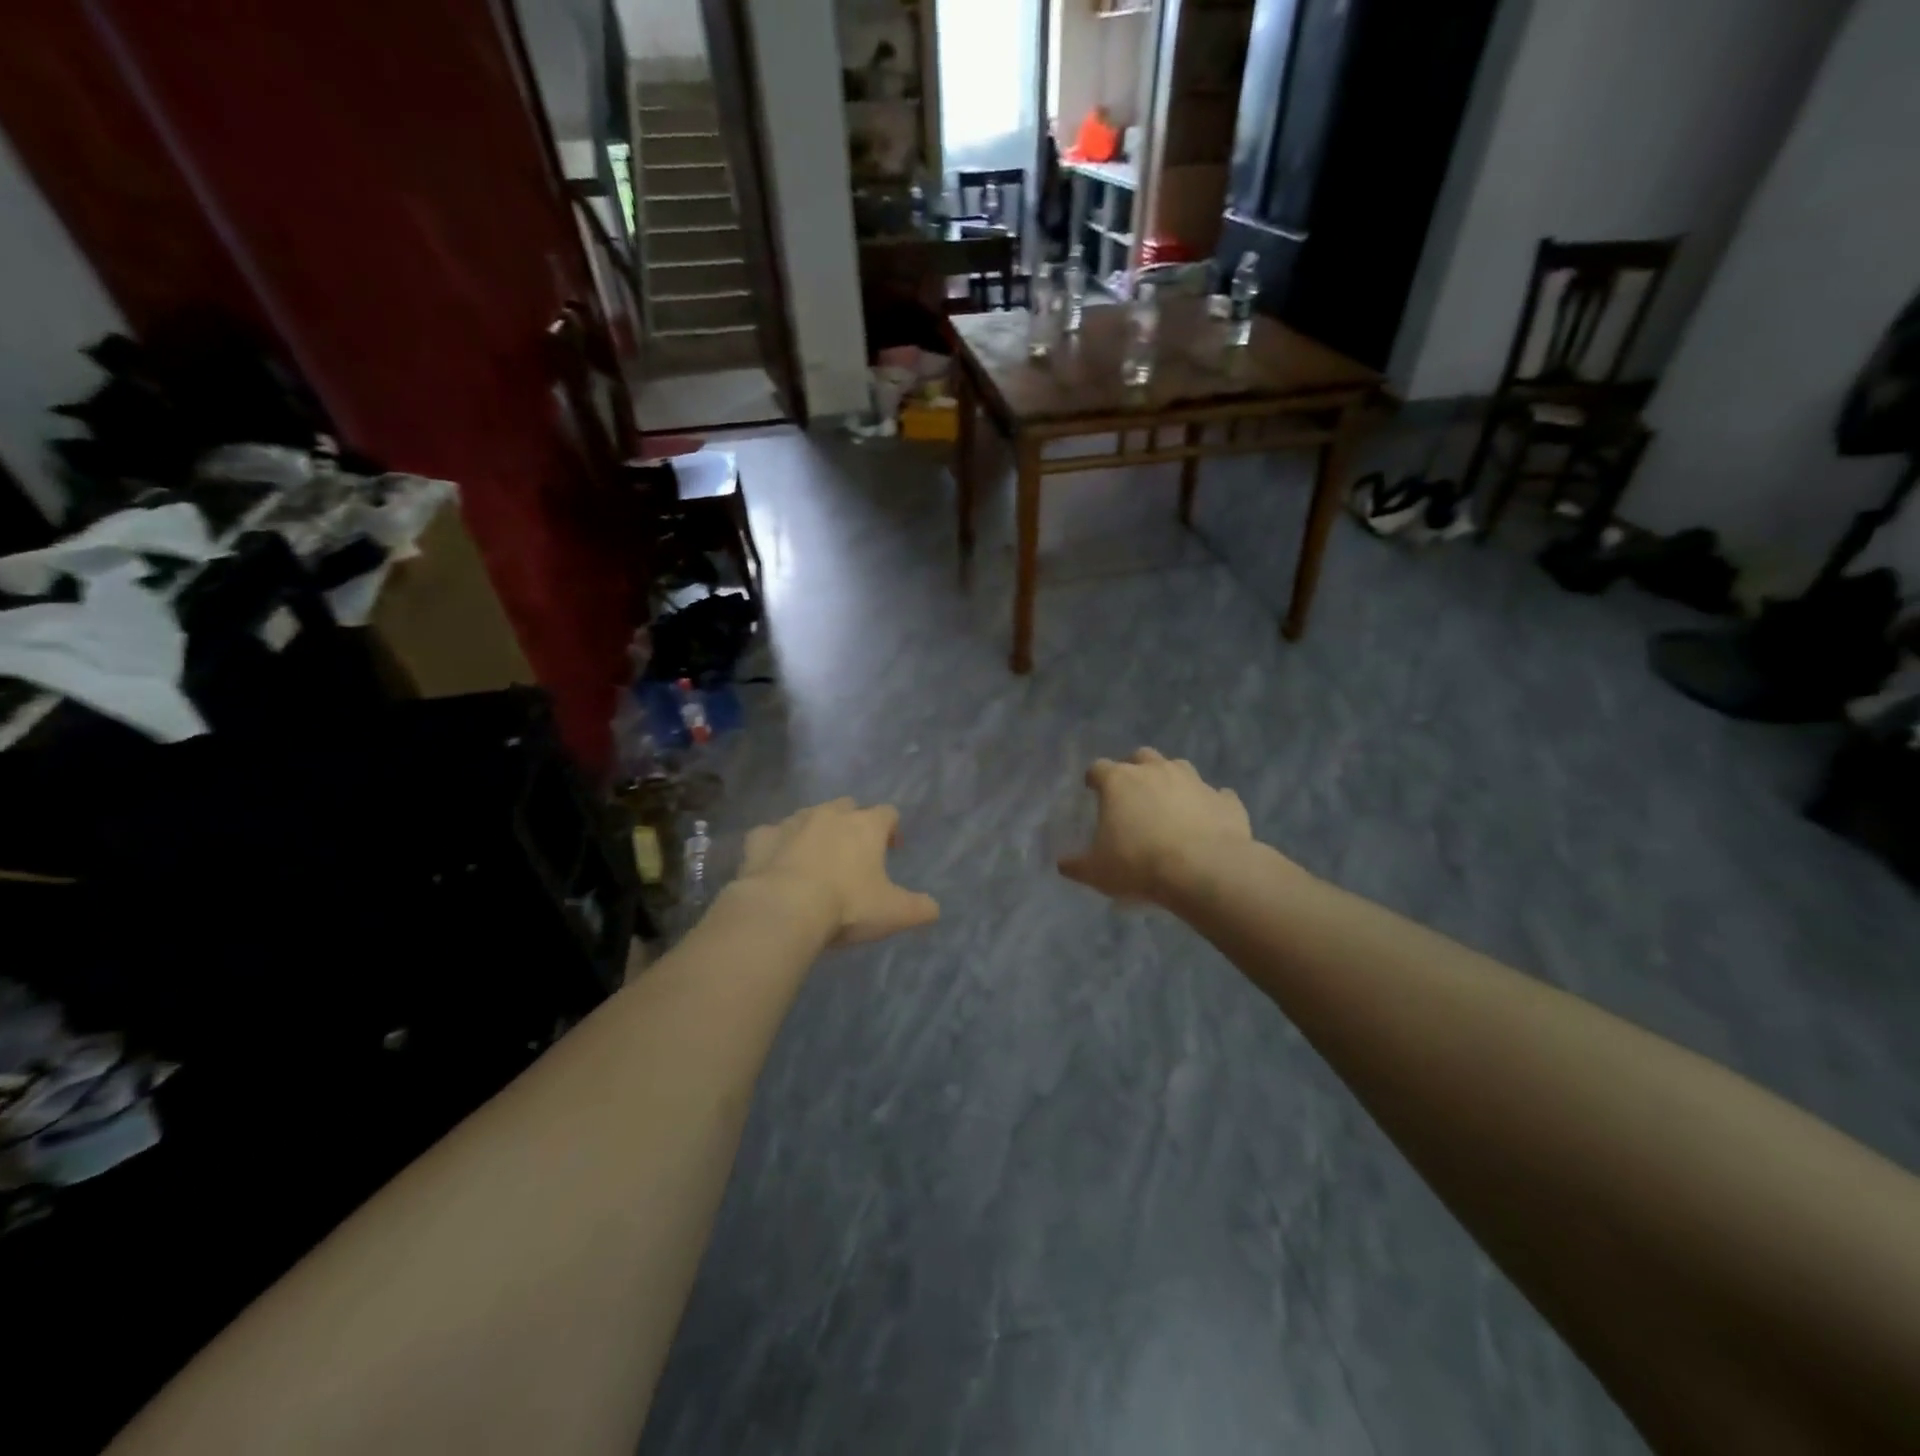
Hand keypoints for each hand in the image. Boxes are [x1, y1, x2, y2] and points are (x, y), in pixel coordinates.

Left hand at [738, 798, 939, 945]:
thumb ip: (920, 908)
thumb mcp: (894, 913)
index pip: (888, 813)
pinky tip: (776, 864)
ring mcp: (792, 822)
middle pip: (847, 807)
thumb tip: (934, 909)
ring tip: (815, 860)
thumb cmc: (847, 906)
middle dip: (852, 824)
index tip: (892, 850)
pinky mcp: (760, 838)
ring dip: (815, 832)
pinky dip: (776, 845)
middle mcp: (830, 815)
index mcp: (866, 826)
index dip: (892, 829)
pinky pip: (771, 835)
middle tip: (853, 853)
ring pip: (808, 816)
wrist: (783, 909)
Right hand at [1058, 748, 1251, 902]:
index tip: (1092, 788)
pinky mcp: (1225, 800)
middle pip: (1141, 756)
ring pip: (1179, 768)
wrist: (1204, 869)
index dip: (1094, 778)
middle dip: (1135, 769)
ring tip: (1169, 804)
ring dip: (1171, 781)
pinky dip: (1209, 805)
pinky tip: (1207, 821)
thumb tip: (1062, 864)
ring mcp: (1194, 781)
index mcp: (1119, 781)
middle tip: (1133, 793)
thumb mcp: (1097, 872)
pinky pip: (1216, 796)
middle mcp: (1156, 770)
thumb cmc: (1139, 864)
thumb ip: (1077, 865)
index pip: (1099, 768)